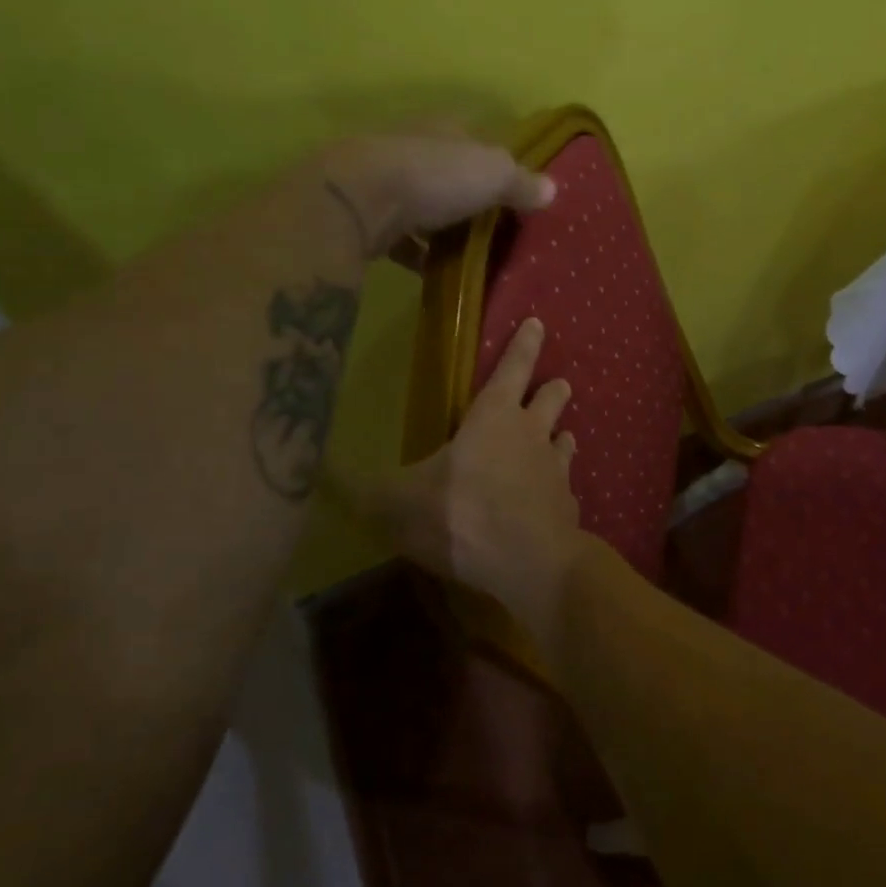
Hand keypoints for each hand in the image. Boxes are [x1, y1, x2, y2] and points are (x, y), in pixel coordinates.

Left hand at [319, 131, 553, 258]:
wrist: (356, 198)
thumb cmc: (434, 176)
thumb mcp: (492, 174)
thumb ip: (521, 182)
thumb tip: (553, 189)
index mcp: (443, 129)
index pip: (475, 138)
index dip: (495, 161)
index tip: (513, 188)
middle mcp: (411, 147)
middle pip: (446, 170)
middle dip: (465, 195)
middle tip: (492, 225)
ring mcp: (383, 180)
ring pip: (419, 202)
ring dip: (437, 224)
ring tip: (464, 252)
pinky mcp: (364, 216)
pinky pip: (397, 236)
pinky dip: (413, 252)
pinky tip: (427, 270)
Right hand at [369, 317, 584, 619]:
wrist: (527, 563)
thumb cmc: (460, 514)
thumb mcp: (397, 502)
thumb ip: (362, 488)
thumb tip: (317, 473)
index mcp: (494, 417)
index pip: (513, 366)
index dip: (524, 343)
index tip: (537, 323)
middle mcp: (531, 434)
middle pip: (551, 399)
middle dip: (553, 389)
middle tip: (559, 384)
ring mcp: (555, 470)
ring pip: (565, 441)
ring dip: (562, 437)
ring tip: (562, 437)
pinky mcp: (568, 507)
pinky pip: (565, 488)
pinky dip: (559, 488)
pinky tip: (553, 500)